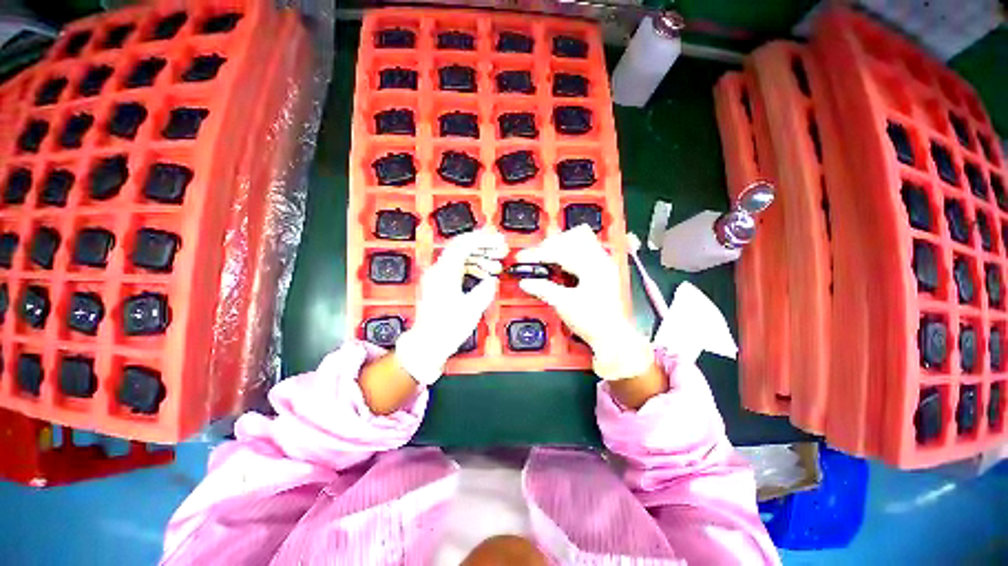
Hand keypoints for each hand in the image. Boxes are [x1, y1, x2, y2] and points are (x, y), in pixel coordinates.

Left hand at [395, 228, 508, 384]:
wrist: (427, 344)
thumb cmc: (447, 328)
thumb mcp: (472, 309)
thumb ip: (485, 290)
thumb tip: (491, 280)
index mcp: (444, 272)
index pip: (463, 244)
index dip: (483, 239)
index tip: (498, 240)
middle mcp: (438, 271)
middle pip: (462, 248)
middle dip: (483, 246)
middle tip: (500, 250)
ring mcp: (438, 277)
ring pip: (461, 258)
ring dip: (480, 258)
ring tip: (497, 265)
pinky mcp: (440, 285)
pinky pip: (458, 269)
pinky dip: (473, 269)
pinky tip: (485, 276)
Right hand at [516, 225, 652, 380]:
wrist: (611, 337)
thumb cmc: (592, 321)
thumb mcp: (563, 304)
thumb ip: (543, 289)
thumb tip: (526, 282)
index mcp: (592, 267)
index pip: (561, 251)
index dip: (539, 253)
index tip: (524, 257)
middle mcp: (601, 261)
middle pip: (572, 239)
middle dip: (550, 246)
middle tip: (534, 256)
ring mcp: (604, 265)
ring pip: (580, 242)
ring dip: (560, 247)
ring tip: (545, 257)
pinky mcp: (603, 271)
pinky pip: (584, 251)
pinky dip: (569, 254)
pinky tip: (560, 263)